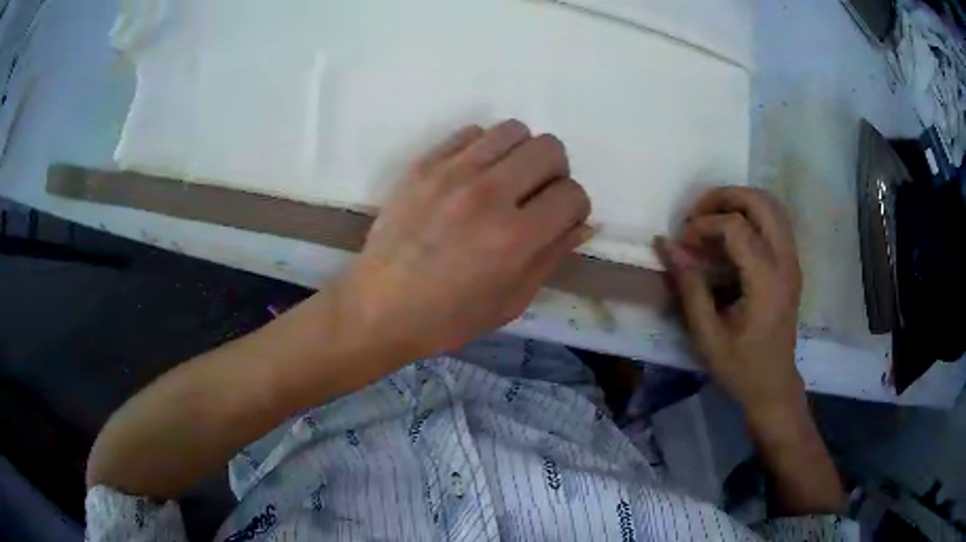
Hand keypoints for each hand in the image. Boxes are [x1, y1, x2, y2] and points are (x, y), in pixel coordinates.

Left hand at [340, 120, 591, 357]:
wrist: (379, 307)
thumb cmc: (449, 317)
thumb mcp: (512, 301)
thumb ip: (553, 256)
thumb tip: (583, 222)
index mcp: (516, 237)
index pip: (573, 194)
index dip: (575, 208)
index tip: (561, 219)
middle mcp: (489, 194)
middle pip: (550, 148)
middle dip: (555, 172)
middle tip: (537, 195)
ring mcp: (453, 173)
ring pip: (513, 130)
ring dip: (521, 154)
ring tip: (505, 181)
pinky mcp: (424, 164)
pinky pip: (471, 132)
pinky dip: (483, 149)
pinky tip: (472, 176)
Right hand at [657, 187, 803, 413]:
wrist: (774, 385)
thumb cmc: (741, 367)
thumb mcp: (707, 334)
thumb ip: (689, 286)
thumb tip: (666, 245)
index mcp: (766, 281)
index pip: (736, 226)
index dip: (704, 225)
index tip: (682, 242)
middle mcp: (785, 262)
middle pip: (761, 202)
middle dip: (725, 197)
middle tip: (697, 214)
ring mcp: (792, 261)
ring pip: (772, 205)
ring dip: (739, 201)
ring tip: (712, 219)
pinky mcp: (791, 264)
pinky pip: (775, 221)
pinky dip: (751, 215)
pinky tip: (730, 235)